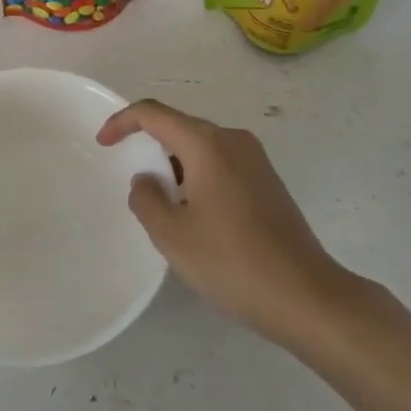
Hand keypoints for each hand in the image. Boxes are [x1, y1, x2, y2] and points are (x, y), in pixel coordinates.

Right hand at [98, 99, 353, 346]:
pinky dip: (198, 178)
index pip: (153, 113)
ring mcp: (256, 160)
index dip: (122, 122)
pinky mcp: (268, 182)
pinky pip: (221, 165)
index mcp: (207, 144)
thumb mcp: (173, 235)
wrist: (308, 297)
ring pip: (201, 148)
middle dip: (150, 149)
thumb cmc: (233, 262)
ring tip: (164, 209)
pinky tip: (197, 217)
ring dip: (176, 168)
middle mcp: (233, 140)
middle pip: (179, 128)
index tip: (102, 144)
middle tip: (134, 185)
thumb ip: (146, 199)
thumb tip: (147, 180)